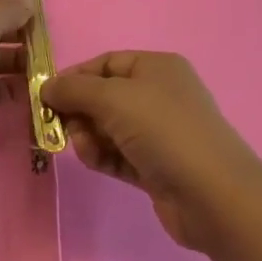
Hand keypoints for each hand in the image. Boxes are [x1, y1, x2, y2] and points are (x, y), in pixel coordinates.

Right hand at [43, 51, 261, 251]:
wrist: (215, 197)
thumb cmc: (164, 130)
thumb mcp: (114, 98)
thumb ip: (75, 90)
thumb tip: (45, 86)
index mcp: (156, 67)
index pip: (106, 63)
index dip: (75, 77)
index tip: (47, 96)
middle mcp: (159, 94)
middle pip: (105, 96)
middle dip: (81, 111)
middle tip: (63, 129)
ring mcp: (161, 133)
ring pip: (110, 128)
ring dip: (90, 137)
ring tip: (85, 151)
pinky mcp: (157, 168)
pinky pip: (120, 155)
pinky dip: (103, 157)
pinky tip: (94, 163)